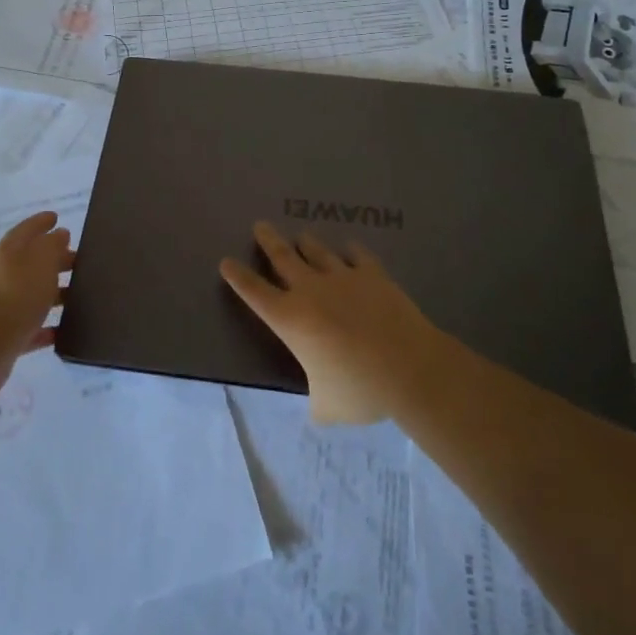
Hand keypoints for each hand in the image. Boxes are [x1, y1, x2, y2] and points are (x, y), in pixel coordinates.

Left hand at [0, 210, 73, 391]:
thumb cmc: (17, 292)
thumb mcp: (41, 259)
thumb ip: (53, 245)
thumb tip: (59, 235)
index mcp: (9, 252)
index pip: (26, 230)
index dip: (41, 222)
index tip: (56, 217)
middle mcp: (3, 276)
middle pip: (31, 263)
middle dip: (55, 259)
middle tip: (80, 260)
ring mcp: (3, 307)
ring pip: (33, 295)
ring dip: (54, 293)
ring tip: (80, 295)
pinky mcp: (6, 336)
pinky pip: (32, 327)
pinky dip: (48, 327)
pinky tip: (66, 330)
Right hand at [219, 221, 447, 424]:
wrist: (409, 367)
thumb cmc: (360, 390)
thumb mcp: (327, 406)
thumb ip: (316, 401)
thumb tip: (318, 409)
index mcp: (290, 320)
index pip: (254, 293)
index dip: (238, 277)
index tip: (226, 262)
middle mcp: (310, 291)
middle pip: (283, 258)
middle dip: (269, 241)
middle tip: (260, 225)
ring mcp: (343, 278)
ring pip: (318, 252)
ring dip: (307, 243)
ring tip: (302, 236)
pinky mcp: (373, 275)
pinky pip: (358, 256)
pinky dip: (351, 251)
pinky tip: (350, 247)